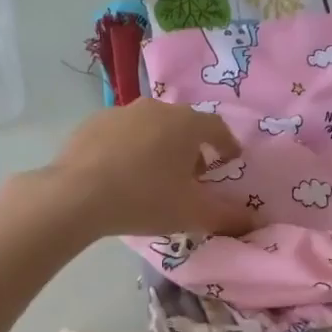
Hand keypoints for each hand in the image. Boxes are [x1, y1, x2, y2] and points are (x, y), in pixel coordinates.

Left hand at [4, 99, 256, 240]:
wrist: (76, 195)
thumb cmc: (145, 199)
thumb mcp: (192, 214)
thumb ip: (228, 217)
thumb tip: (254, 222)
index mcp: (186, 124)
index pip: (217, 128)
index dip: (227, 145)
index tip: (230, 160)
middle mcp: (156, 109)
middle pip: (183, 125)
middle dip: (192, 148)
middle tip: (192, 175)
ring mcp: (120, 112)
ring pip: (150, 127)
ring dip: (159, 147)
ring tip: (155, 176)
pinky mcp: (91, 123)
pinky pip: (121, 134)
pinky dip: (129, 149)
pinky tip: (121, 174)